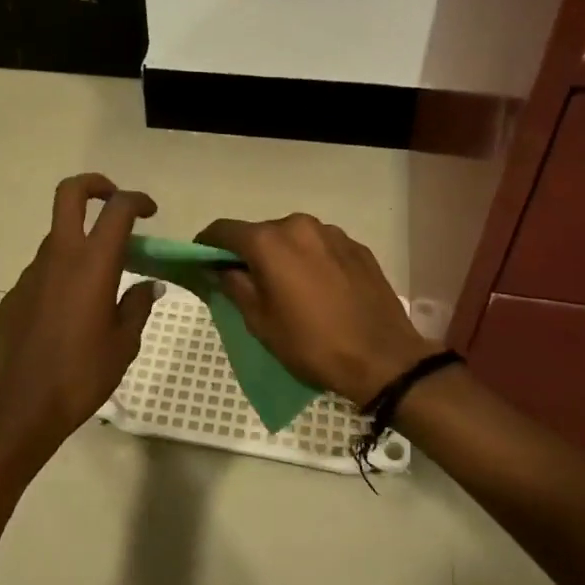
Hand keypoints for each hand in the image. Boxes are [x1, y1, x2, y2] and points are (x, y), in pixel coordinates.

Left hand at [0, 174, 162, 465]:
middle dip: (95, 185)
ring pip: (57, 238)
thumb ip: (137, 306)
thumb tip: (147, 285)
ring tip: (99, 282)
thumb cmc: (82, 374)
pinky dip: (60, 276)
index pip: (117, 209)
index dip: (137, 200)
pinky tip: (69, 314)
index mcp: (93, 264)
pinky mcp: (14, 294)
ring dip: (79, 243)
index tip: (150, 212)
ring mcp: (31, 273)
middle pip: (70, 194)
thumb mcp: (124, 344)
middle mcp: (59, 256)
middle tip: (114, 202)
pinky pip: (43, 272)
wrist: (20, 406)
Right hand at [196, 214, 429, 403]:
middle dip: (247, 252)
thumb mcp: (260, 322)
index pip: (224, 230)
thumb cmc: (312, 344)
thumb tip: (220, 268)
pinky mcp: (357, 247)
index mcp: (270, 242)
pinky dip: (309, 260)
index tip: (201, 261)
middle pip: (260, 232)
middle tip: (245, 282)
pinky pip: (320, 246)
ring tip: (286, 287)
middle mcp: (299, 225)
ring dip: (281, 255)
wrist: (383, 358)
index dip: (207, 244)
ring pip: (292, 237)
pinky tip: (317, 289)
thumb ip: (234, 286)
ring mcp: (332, 233)